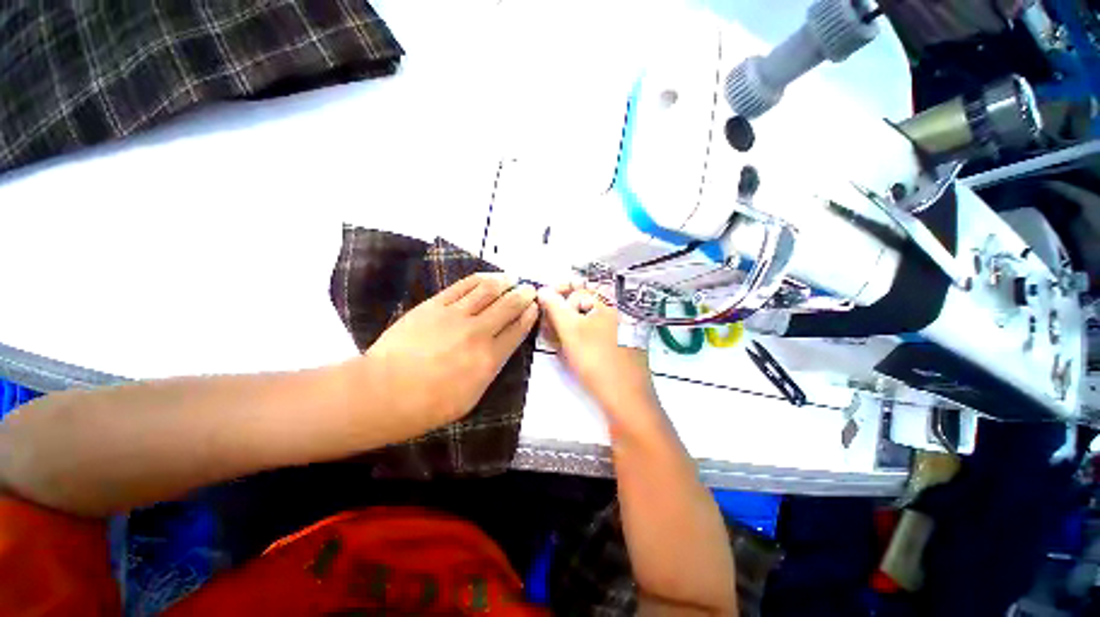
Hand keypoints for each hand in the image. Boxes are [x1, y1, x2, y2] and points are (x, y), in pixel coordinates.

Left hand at [356, 273, 538, 439]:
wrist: (383, 392)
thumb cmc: (428, 405)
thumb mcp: (471, 397)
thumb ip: (489, 370)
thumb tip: (498, 350)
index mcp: (489, 359)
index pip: (518, 330)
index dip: (529, 316)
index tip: (535, 307)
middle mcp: (479, 332)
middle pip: (509, 306)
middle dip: (523, 295)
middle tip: (530, 289)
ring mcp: (456, 315)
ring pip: (489, 290)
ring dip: (505, 282)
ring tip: (512, 278)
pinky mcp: (435, 305)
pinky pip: (463, 286)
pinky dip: (481, 279)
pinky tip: (489, 277)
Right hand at [537, 283, 660, 426]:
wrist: (627, 399)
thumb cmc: (597, 359)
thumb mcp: (571, 330)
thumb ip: (554, 307)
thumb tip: (542, 290)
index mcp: (611, 299)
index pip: (579, 286)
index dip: (558, 292)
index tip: (542, 302)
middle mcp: (619, 308)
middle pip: (584, 302)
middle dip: (561, 311)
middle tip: (547, 326)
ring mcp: (621, 326)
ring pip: (588, 318)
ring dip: (568, 324)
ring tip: (554, 338)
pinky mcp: (619, 342)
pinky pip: (595, 331)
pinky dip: (580, 335)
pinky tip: (568, 346)